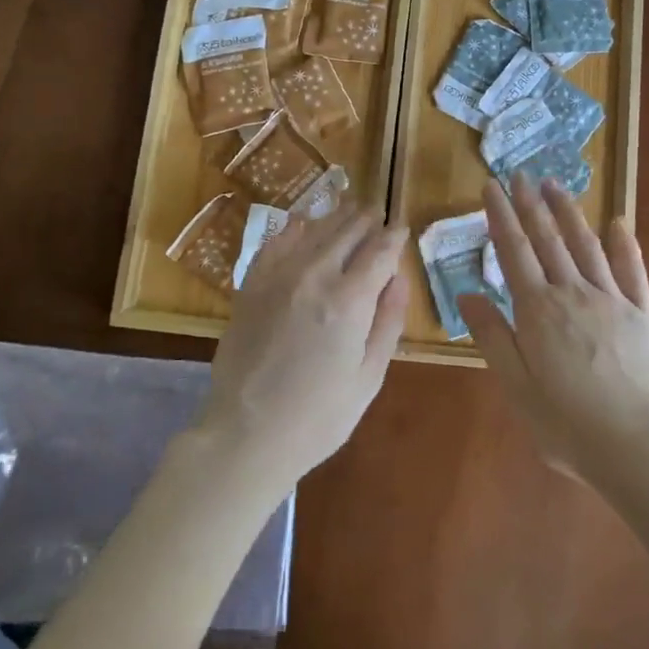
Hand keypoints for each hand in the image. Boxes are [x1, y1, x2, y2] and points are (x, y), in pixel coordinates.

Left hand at [200, 204, 407, 489]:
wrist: (246, 435)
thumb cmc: (318, 417)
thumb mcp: (369, 377)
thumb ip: (388, 321)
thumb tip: (399, 277)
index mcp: (349, 300)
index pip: (380, 250)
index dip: (395, 236)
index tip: (402, 228)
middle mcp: (314, 276)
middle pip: (348, 230)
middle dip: (367, 219)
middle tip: (378, 214)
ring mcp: (277, 277)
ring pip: (313, 229)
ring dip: (336, 218)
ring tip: (350, 212)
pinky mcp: (250, 285)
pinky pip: (276, 243)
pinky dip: (295, 230)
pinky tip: (303, 227)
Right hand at [457, 174, 648, 484]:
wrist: (637, 449)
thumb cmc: (566, 425)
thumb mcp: (516, 387)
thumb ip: (492, 337)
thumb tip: (466, 294)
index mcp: (538, 311)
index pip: (513, 251)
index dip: (501, 216)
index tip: (491, 186)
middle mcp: (573, 294)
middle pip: (548, 239)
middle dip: (531, 204)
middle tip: (520, 175)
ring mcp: (612, 300)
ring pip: (586, 245)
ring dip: (569, 213)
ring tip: (555, 186)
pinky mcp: (643, 314)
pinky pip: (632, 271)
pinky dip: (624, 244)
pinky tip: (617, 223)